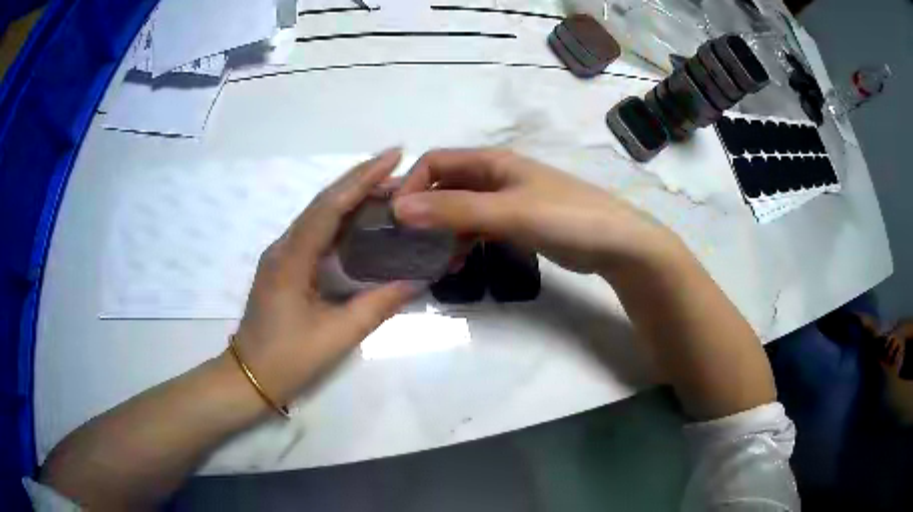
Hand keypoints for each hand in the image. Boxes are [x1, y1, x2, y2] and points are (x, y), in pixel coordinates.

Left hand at [233, 149, 418, 404]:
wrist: (249, 377)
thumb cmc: (288, 359)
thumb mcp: (337, 335)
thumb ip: (377, 305)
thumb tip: (417, 280)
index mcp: (291, 259)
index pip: (330, 206)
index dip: (362, 178)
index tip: (393, 156)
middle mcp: (284, 247)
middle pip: (324, 203)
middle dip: (360, 180)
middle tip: (399, 169)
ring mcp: (282, 255)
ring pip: (319, 215)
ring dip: (352, 197)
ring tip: (389, 189)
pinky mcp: (285, 266)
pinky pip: (316, 233)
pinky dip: (341, 219)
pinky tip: (362, 220)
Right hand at [393, 148, 676, 274]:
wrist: (616, 243)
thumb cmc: (565, 218)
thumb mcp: (508, 212)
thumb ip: (455, 210)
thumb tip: (398, 210)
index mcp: (492, 162)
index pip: (436, 162)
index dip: (411, 185)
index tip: (395, 219)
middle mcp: (495, 176)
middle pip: (445, 186)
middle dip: (422, 210)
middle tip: (404, 243)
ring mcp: (507, 200)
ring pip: (460, 209)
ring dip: (440, 230)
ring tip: (428, 260)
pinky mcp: (517, 222)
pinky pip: (478, 227)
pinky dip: (462, 242)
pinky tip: (455, 263)